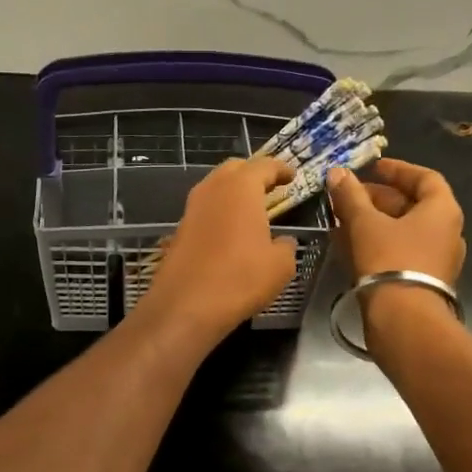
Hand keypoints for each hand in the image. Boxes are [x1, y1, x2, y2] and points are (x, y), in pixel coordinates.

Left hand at [140, 157, 298, 347]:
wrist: (185, 306)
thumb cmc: (240, 279)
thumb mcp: (280, 265)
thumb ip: (285, 246)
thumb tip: (283, 242)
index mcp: (241, 188)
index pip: (264, 166)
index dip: (280, 169)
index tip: (291, 176)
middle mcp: (212, 189)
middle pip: (234, 168)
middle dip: (253, 173)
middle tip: (270, 186)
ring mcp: (191, 208)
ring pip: (215, 187)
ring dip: (233, 191)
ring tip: (250, 207)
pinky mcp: (179, 229)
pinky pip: (204, 209)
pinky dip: (219, 211)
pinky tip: (229, 230)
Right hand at [327, 159, 465, 346]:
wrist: (404, 320)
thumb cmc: (389, 260)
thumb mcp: (364, 223)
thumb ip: (350, 196)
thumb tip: (337, 173)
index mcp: (442, 211)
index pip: (425, 178)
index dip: (397, 170)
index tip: (372, 167)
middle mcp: (447, 232)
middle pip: (412, 205)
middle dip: (378, 198)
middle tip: (349, 196)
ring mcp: (438, 259)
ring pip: (404, 230)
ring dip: (375, 222)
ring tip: (343, 220)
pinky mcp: (424, 281)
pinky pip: (401, 252)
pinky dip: (378, 243)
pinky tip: (350, 246)